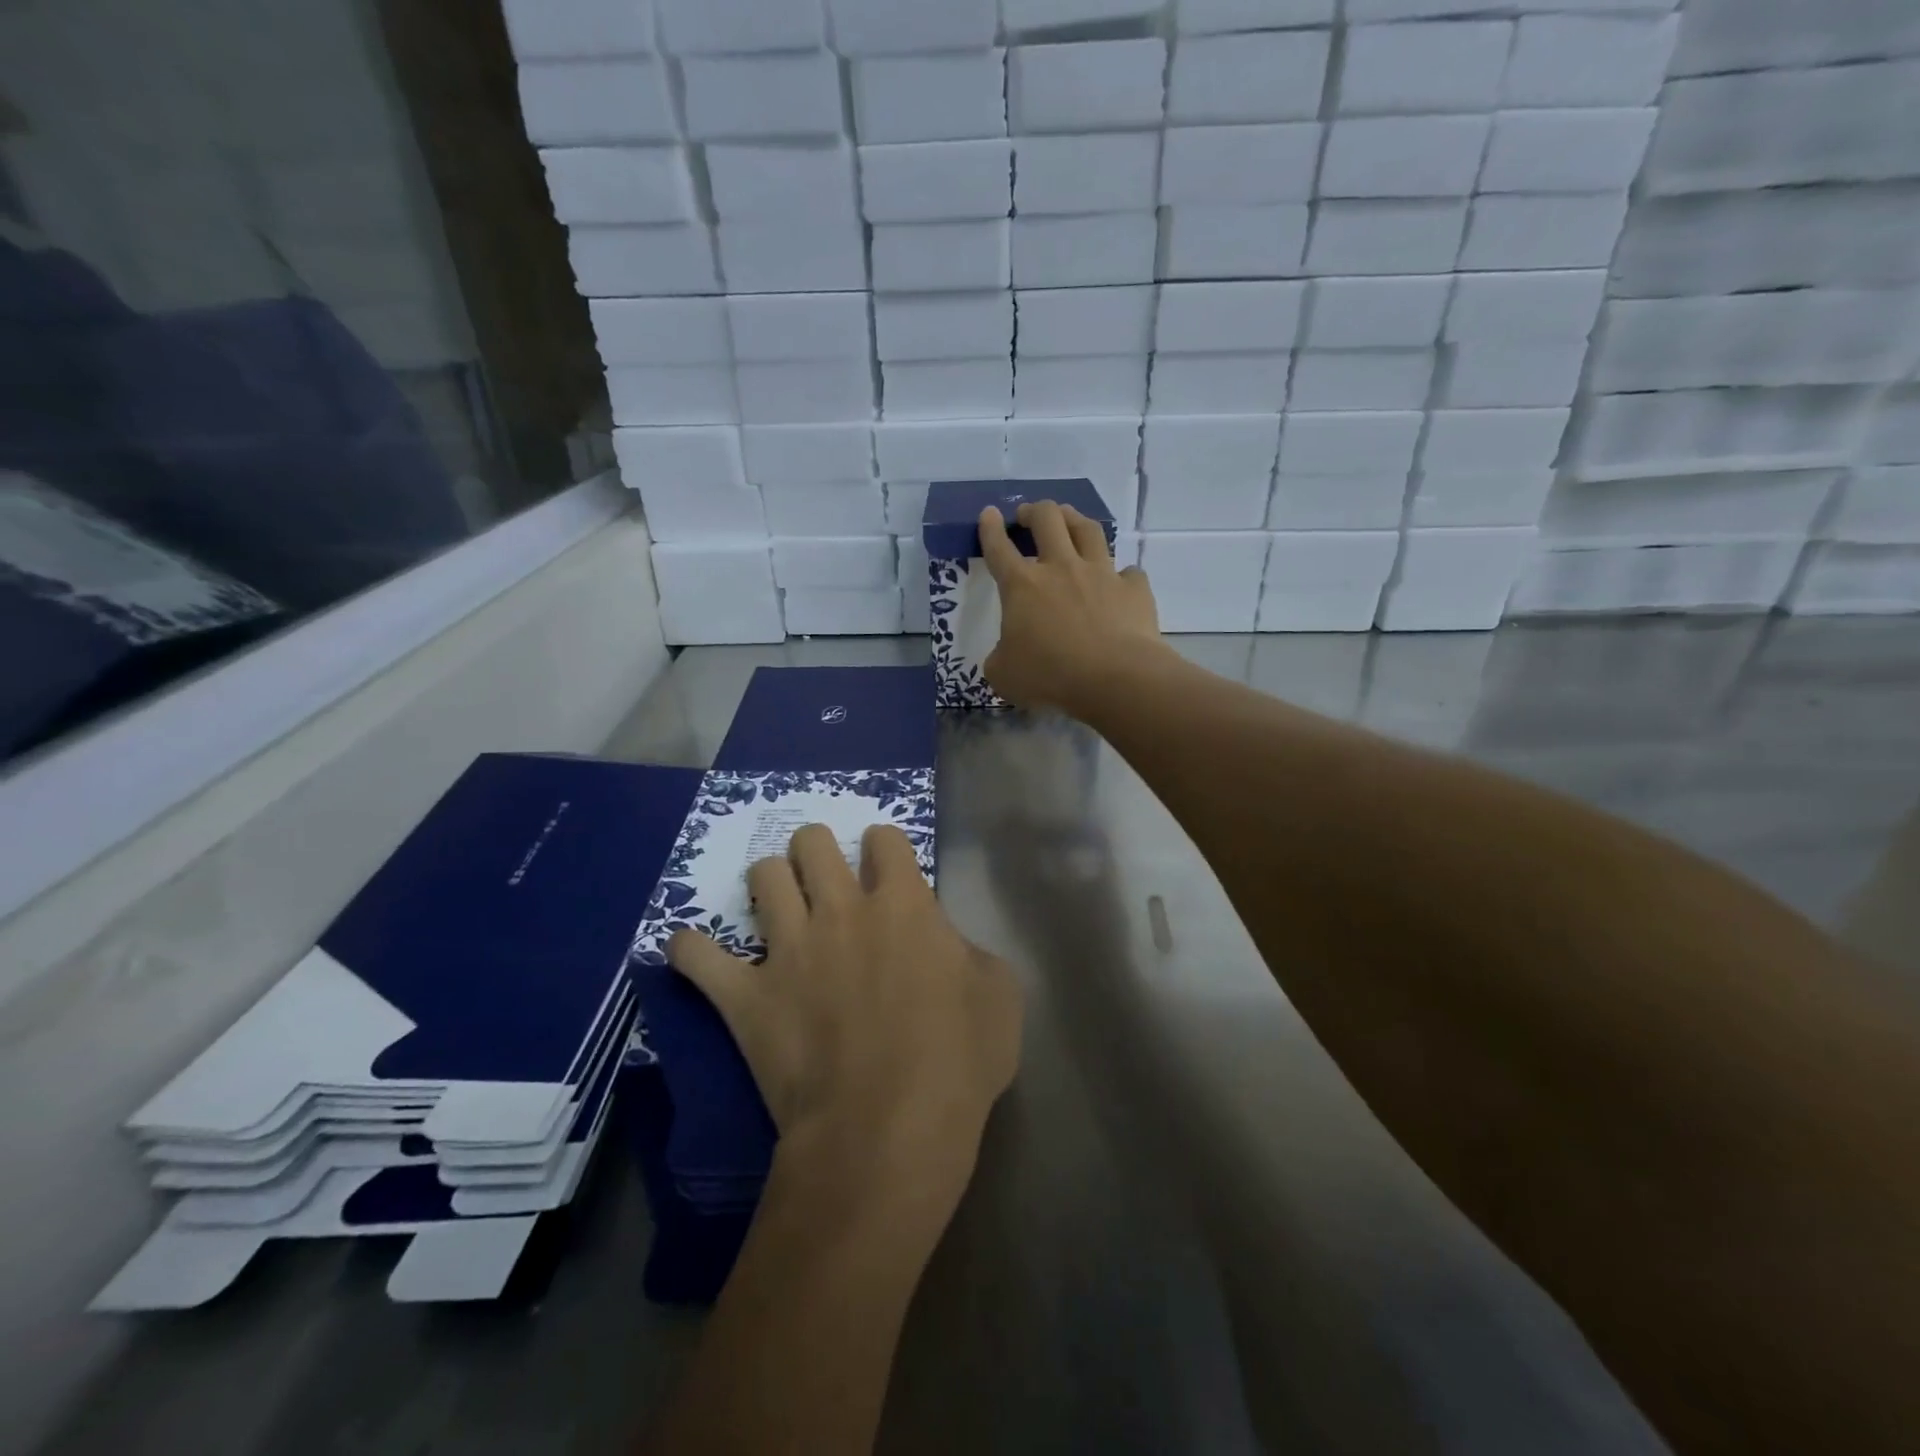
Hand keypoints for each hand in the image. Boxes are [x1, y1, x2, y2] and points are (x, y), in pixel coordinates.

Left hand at [668, 823, 1021, 1198]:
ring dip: (769, 882)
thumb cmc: (956, 1062)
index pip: (885, 839)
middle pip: (812, 842)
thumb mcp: (1000, 997)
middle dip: (817, 849)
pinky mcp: (746, 996)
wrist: (887, 1131)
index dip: (886, 847)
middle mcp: (840, 910)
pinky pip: (697, 956)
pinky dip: (693, 950)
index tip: (887, 869)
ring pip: (762, 877)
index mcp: (902, 905)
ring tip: (776, 904)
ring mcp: (788, 949)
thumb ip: (971, 953)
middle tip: (825, 877)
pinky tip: (696, 951)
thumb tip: (946, 946)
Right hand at [978, 501, 1162, 714]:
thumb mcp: (1005, 675)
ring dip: (1075, 519)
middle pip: (1047, 520)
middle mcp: (1061, 568)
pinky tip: (1120, 582)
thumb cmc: (1050, 676)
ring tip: (1070, 519)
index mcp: (1022, 586)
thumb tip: (1005, 655)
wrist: (1115, 678)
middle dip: (1034, 511)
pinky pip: (1128, 573)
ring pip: (1088, 530)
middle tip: (1028, 515)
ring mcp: (1101, 574)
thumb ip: (1000, 658)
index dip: (990, 529)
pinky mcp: (1133, 588)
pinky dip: (1121, 575)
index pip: (999, 548)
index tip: (989, 514)